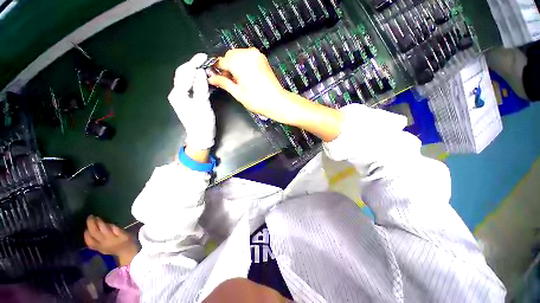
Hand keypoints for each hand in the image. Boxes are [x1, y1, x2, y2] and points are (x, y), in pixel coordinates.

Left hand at [84, 215, 137, 265]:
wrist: (126, 253)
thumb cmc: (127, 241)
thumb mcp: (125, 234)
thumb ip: (117, 230)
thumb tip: (108, 224)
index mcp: (111, 238)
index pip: (103, 229)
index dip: (98, 222)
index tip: (96, 216)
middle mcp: (103, 242)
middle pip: (94, 233)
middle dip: (91, 224)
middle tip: (90, 217)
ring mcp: (99, 246)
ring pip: (89, 239)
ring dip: (87, 230)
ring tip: (88, 224)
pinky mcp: (97, 249)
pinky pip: (89, 244)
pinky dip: (87, 237)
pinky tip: (87, 233)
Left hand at [168, 53, 215, 149]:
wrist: (201, 136)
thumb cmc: (202, 123)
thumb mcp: (203, 105)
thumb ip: (201, 88)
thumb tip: (200, 71)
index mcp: (178, 94)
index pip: (184, 74)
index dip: (194, 64)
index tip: (204, 56)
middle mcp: (177, 93)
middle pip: (183, 74)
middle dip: (193, 65)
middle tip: (205, 60)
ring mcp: (182, 97)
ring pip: (187, 79)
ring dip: (196, 72)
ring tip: (206, 68)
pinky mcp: (189, 100)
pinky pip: (192, 86)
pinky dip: (198, 80)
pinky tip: (205, 79)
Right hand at [209, 48, 342, 141]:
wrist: (284, 105)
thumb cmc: (263, 103)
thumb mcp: (241, 96)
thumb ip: (225, 84)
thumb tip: (212, 78)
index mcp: (244, 61)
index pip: (223, 60)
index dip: (220, 71)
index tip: (220, 82)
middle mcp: (251, 54)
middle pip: (231, 59)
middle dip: (229, 72)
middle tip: (233, 88)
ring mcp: (259, 57)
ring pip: (239, 61)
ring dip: (237, 73)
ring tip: (242, 89)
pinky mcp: (264, 63)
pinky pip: (248, 64)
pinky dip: (244, 72)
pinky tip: (249, 84)